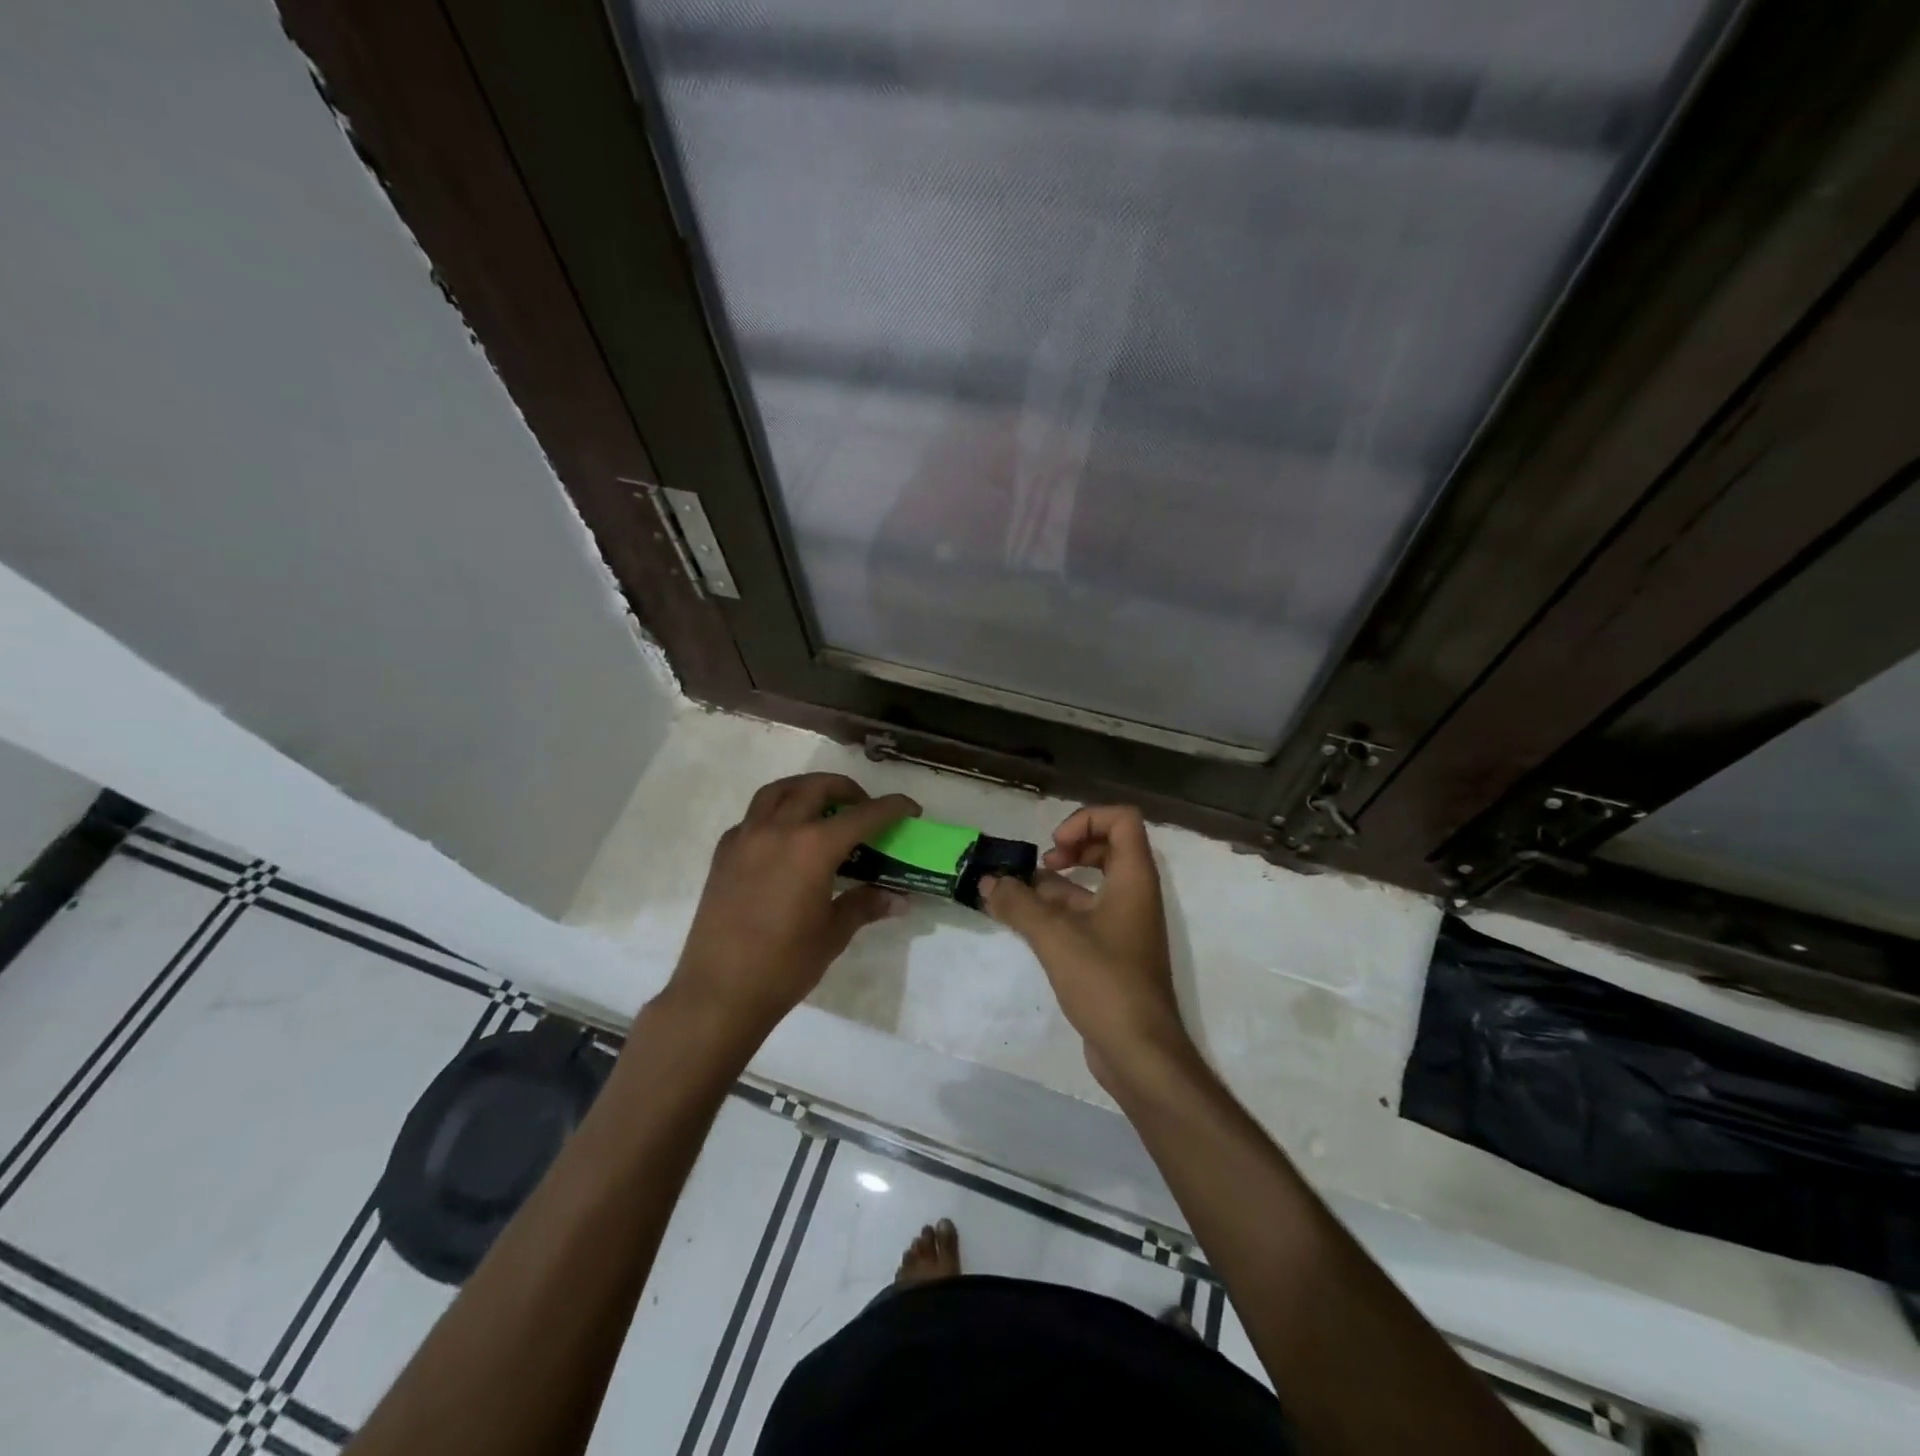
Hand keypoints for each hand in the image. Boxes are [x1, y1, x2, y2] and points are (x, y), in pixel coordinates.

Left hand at [667, 773, 918, 1042]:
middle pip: (816, 788)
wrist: (719, 992)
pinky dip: (773, 814)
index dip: (892, 808)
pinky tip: (783, 838)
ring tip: (821, 806)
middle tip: (863, 806)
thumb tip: (899, 898)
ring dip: (805, 789)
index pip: (862, 815)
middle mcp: (778, 830)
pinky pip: (752, 817)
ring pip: (777, 791)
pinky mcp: (723, 853)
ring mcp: (745, 838)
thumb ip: (865, 905)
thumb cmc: (784, 965)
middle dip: (846, 789)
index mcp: (813, 848)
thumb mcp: (833, 933)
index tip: (910, 808)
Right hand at [978, 805, 1191, 1093]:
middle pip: (1107, 846)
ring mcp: (1124, 925)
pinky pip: (1084, 915)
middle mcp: (1134, 895)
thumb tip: (987, 882)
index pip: (1122, 820)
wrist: (1139, 1052)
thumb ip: (1018, 904)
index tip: (1055, 848)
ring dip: (1055, 883)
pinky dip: (1055, 912)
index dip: (1085, 820)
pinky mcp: (1112, 952)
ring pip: (1091, 884)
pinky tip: (1023, 923)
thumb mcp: (1054, 937)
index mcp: (1134, 879)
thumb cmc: (1105, 982)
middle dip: (1071, 848)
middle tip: (1042, 865)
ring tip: (1015, 894)